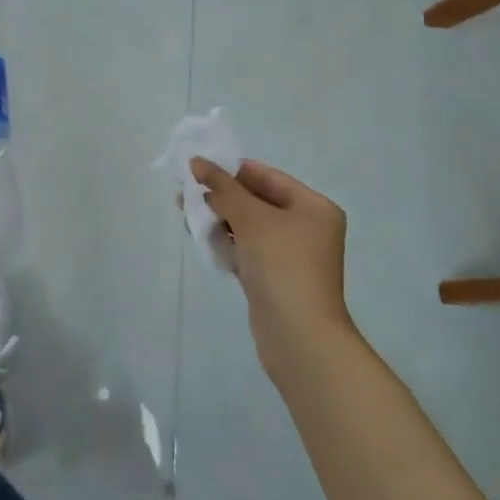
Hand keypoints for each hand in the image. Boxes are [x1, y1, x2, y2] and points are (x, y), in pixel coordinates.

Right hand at [190, 157, 354, 378]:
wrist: (299, 337)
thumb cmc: (282, 266)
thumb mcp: (251, 219)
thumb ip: (223, 188)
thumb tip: (197, 161)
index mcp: (314, 207)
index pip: (269, 178)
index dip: (234, 170)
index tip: (199, 167)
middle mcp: (307, 228)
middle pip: (258, 202)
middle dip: (222, 196)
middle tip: (186, 190)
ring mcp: (291, 257)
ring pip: (249, 228)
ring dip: (219, 219)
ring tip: (185, 212)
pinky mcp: (274, 280)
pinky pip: (247, 251)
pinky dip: (226, 243)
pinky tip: (200, 238)